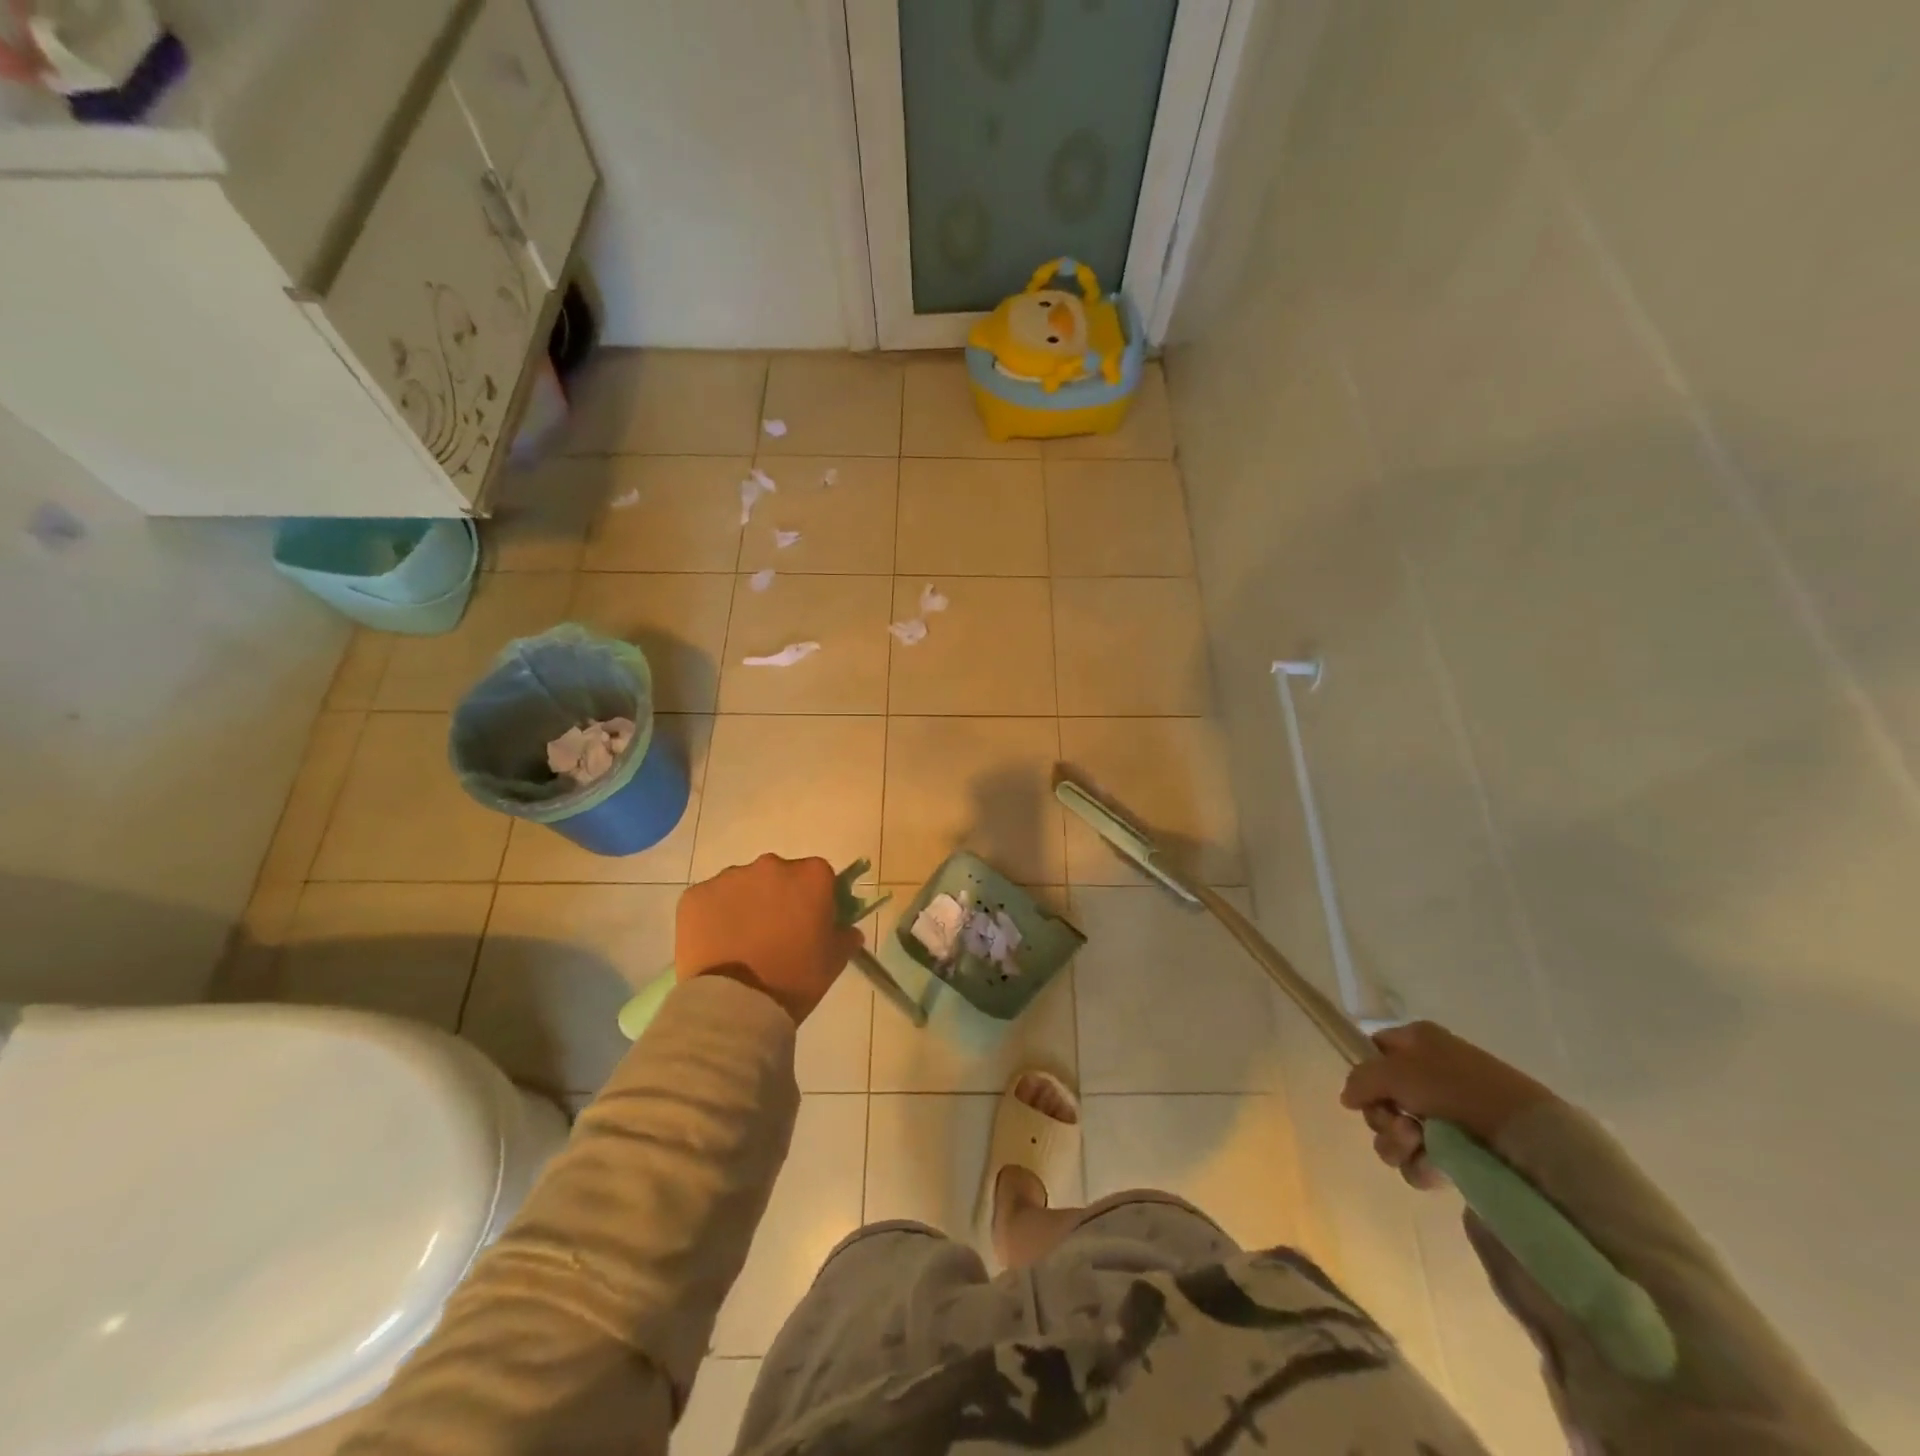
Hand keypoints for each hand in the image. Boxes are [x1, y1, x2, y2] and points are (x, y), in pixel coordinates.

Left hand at [675, 854, 861, 1024]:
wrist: (735, 1005)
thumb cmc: (794, 979)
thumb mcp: (833, 961)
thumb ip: (845, 937)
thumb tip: (847, 929)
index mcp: (811, 876)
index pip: (818, 875)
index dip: (814, 898)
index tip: (808, 922)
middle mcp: (771, 865)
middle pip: (778, 875)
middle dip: (777, 897)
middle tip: (774, 934)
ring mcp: (729, 878)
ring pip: (742, 885)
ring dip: (745, 904)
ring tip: (740, 943)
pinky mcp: (696, 895)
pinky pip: (710, 900)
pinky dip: (713, 916)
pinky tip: (716, 944)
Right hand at [1339, 1022, 1555, 1188]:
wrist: (1525, 1138)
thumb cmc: (1455, 1089)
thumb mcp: (1395, 1071)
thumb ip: (1361, 1079)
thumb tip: (1348, 1098)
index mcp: (1419, 1043)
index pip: (1375, 1050)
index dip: (1366, 1071)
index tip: (1366, 1092)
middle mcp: (1430, 1074)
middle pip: (1381, 1097)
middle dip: (1381, 1116)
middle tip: (1399, 1124)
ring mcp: (1446, 1116)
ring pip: (1395, 1132)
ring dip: (1396, 1142)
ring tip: (1418, 1145)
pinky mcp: (1459, 1152)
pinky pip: (1419, 1159)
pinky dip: (1419, 1164)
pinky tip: (1435, 1166)